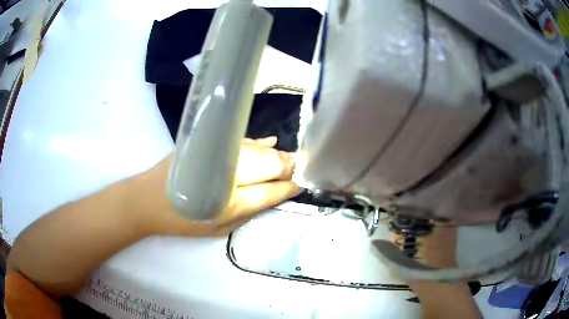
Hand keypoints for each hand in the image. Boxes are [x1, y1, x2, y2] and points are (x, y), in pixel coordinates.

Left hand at [141, 137, 301, 236]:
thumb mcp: (220, 229)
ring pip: (259, 149)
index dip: (289, 186)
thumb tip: (276, 195)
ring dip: (276, 155)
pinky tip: (269, 142)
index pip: (272, 189)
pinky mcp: (209, 143)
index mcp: (231, 201)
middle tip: (299, 171)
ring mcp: (219, 153)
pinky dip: (258, 143)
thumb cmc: (184, 221)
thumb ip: (249, 212)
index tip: (301, 184)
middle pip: (271, 163)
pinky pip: (242, 141)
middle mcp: (229, 172)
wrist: (148, 199)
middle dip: (289, 167)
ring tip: (288, 160)